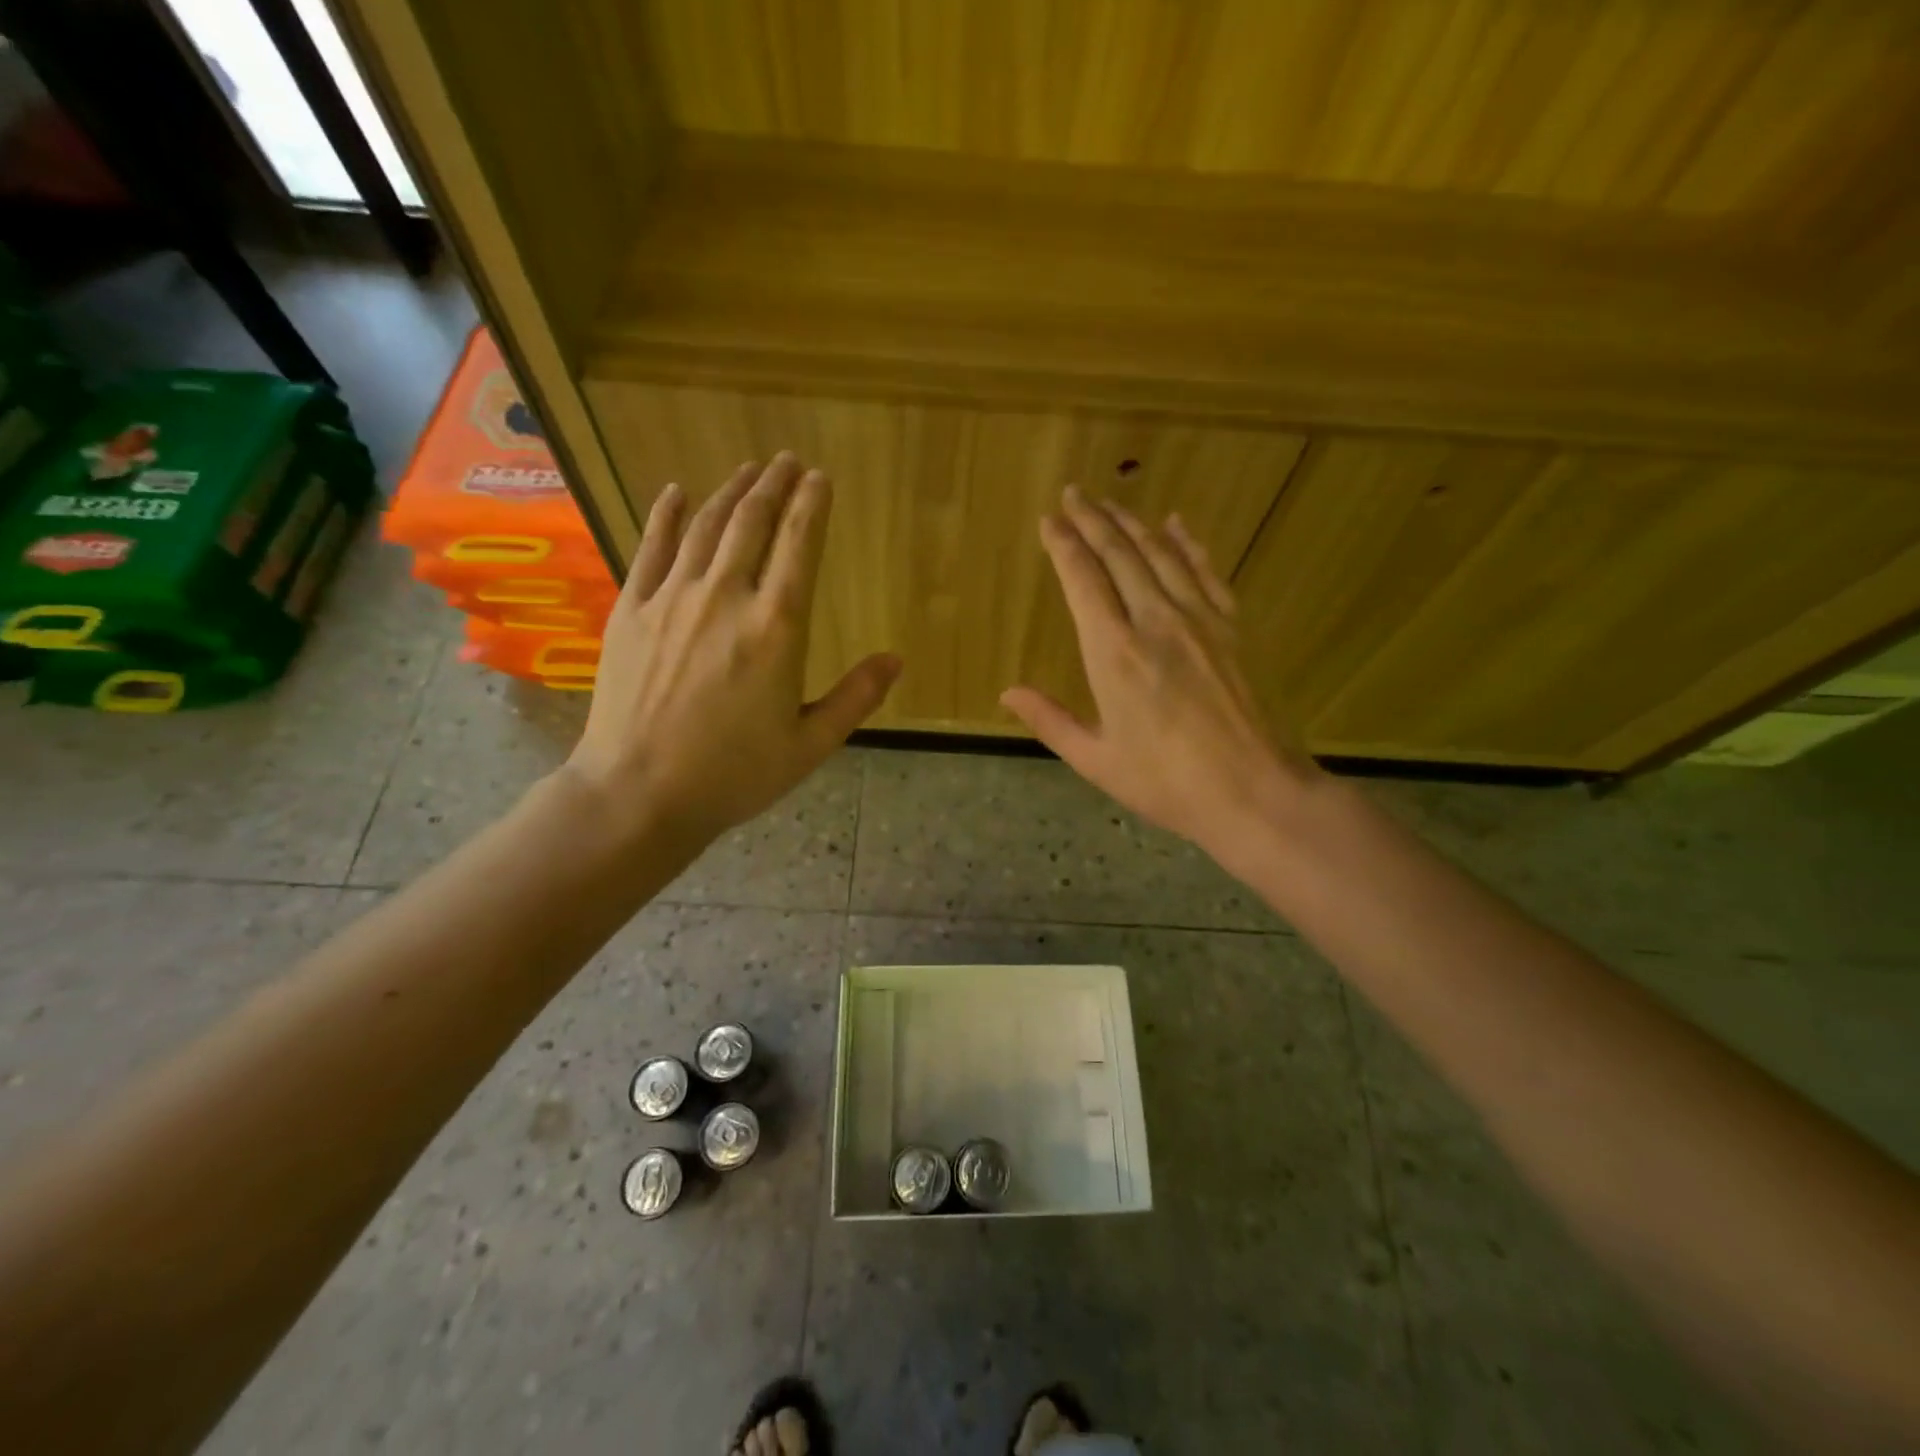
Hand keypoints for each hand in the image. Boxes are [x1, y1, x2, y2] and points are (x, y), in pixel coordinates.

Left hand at [566, 453, 899, 844]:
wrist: (638, 792)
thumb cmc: (733, 774)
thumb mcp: (809, 745)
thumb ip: (855, 698)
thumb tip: (896, 659)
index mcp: (776, 628)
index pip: (799, 546)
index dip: (811, 506)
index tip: (819, 477)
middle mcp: (726, 598)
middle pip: (752, 523)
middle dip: (774, 486)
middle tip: (787, 462)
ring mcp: (672, 599)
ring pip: (706, 527)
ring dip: (731, 492)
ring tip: (749, 471)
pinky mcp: (632, 610)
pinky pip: (651, 548)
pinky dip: (667, 515)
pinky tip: (676, 492)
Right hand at [1001, 486, 1321, 861]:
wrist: (1256, 792)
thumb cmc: (1167, 784)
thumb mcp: (1097, 761)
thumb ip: (1051, 720)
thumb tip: (1008, 692)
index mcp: (1114, 653)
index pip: (1083, 580)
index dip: (1063, 545)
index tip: (1049, 519)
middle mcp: (1155, 621)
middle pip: (1120, 554)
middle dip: (1093, 520)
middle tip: (1074, 494)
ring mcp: (1200, 619)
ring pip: (1160, 554)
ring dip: (1133, 523)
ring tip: (1111, 503)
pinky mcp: (1234, 626)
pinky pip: (1206, 571)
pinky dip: (1188, 543)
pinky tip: (1175, 524)